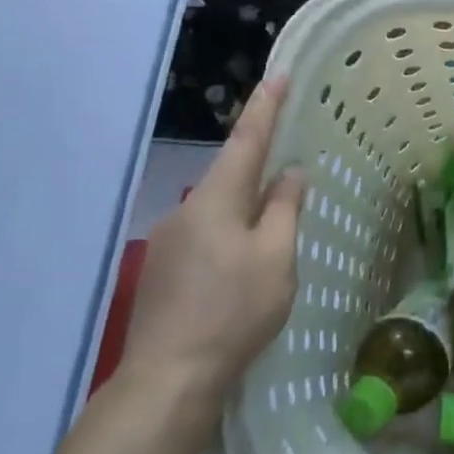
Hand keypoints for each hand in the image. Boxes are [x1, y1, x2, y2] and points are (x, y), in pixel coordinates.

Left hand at [122, 76, 304, 409]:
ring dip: (245, 214)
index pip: (247, 140)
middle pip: (231, 177)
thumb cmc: (234, 311)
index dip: (266, 107)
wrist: (170, 378)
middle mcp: (186, 210)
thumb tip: (290, 174)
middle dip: (260, 171)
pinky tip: (241, 274)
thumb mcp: (276, 258)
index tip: (280, 75)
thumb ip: (284, 209)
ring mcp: (167, 242)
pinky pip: (204, 238)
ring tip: (271, 245)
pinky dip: (229, 240)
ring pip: (218, 212)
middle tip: (292, 176)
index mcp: (216, 199)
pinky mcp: (161, 271)